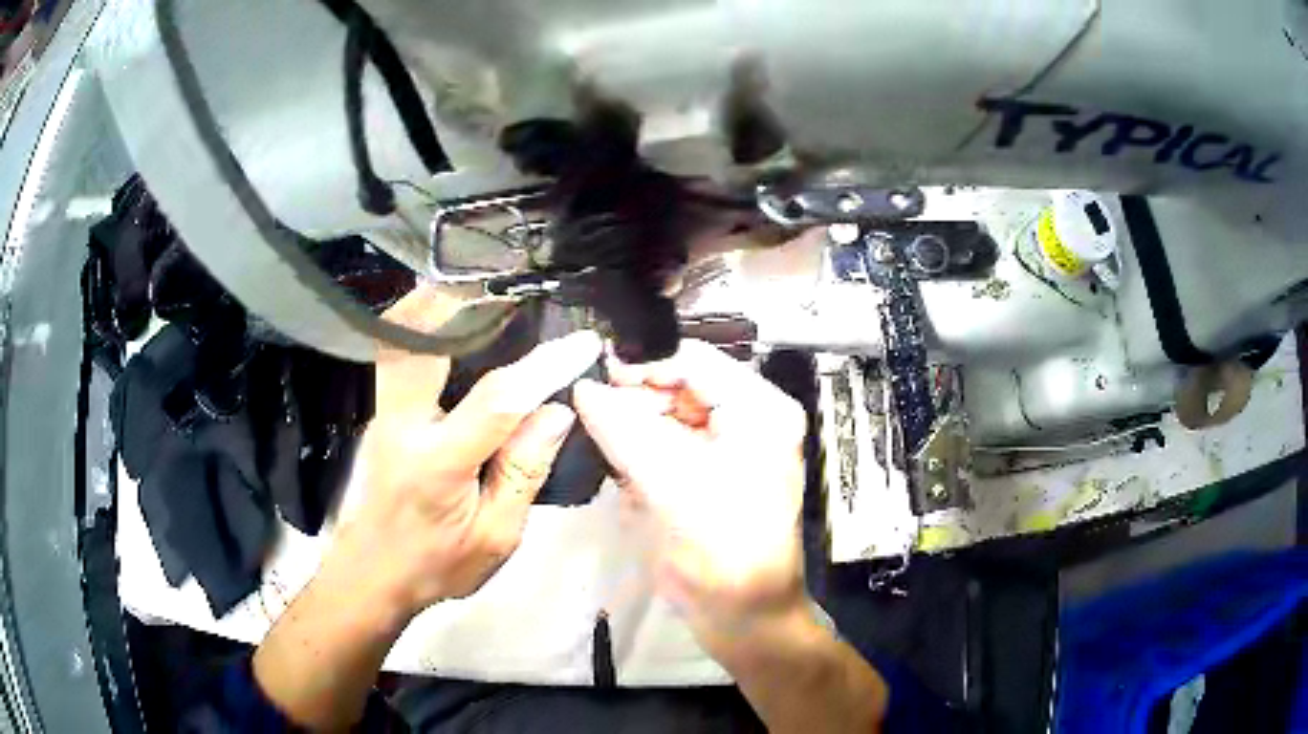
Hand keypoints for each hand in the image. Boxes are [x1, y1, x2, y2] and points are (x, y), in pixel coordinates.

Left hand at [318, 288, 602, 626]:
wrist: (374, 572)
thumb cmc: (439, 563)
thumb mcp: (495, 536)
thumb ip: (524, 472)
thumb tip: (556, 411)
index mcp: (439, 463)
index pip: (498, 400)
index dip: (544, 366)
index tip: (583, 342)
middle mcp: (402, 423)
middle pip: (424, 341)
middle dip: (467, 302)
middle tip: (512, 283)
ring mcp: (383, 412)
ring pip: (402, 337)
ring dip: (438, 304)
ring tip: (482, 286)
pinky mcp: (379, 410)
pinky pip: (397, 351)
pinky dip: (421, 322)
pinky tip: (448, 315)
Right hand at [572, 340, 807, 643]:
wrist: (742, 616)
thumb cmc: (723, 549)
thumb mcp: (672, 483)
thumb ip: (623, 430)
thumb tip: (583, 388)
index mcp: (759, 410)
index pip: (694, 360)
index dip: (643, 365)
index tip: (593, 377)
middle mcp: (748, 419)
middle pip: (679, 387)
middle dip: (635, 402)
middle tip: (590, 416)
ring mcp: (727, 449)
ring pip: (667, 418)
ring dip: (633, 431)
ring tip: (607, 451)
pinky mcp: (705, 476)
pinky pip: (665, 448)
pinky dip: (640, 456)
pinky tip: (626, 477)